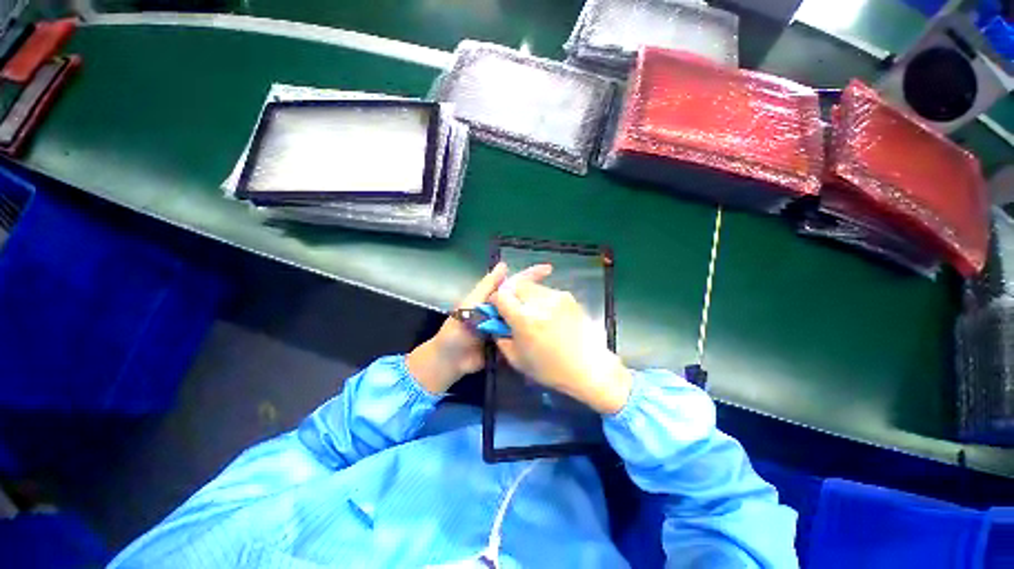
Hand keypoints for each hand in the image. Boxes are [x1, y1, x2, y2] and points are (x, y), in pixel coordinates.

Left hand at [407, 262, 551, 393]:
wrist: (451, 361)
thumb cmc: (457, 330)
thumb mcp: (470, 305)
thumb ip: (486, 287)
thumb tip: (504, 265)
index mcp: (493, 298)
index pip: (515, 283)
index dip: (530, 276)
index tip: (549, 269)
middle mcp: (503, 310)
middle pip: (523, 300)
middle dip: (540, 295)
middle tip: (560, 297)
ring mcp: (507, 326)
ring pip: (525, 317)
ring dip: (539, 314)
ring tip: (559, 312)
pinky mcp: (509, 342)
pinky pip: (523, 334)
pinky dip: (533, 332)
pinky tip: (548, 331)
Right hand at [492, 281, 632, 413]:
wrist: (589, 367)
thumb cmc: (550, 369)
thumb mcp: (517, 359)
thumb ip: (501, 337)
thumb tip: (494, 322)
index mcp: (524, 319)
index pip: (501, 295)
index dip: (496, 301)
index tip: (498, 310)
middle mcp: (540, 302)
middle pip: (517, 285)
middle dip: (512, 295)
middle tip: (516, 310)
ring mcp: (556, 297)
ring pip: (533, 287)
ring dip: (528, 297)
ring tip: (535, 314)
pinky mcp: (568, 296)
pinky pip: (547, 292)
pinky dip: (542, 300)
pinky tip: (550, 316)